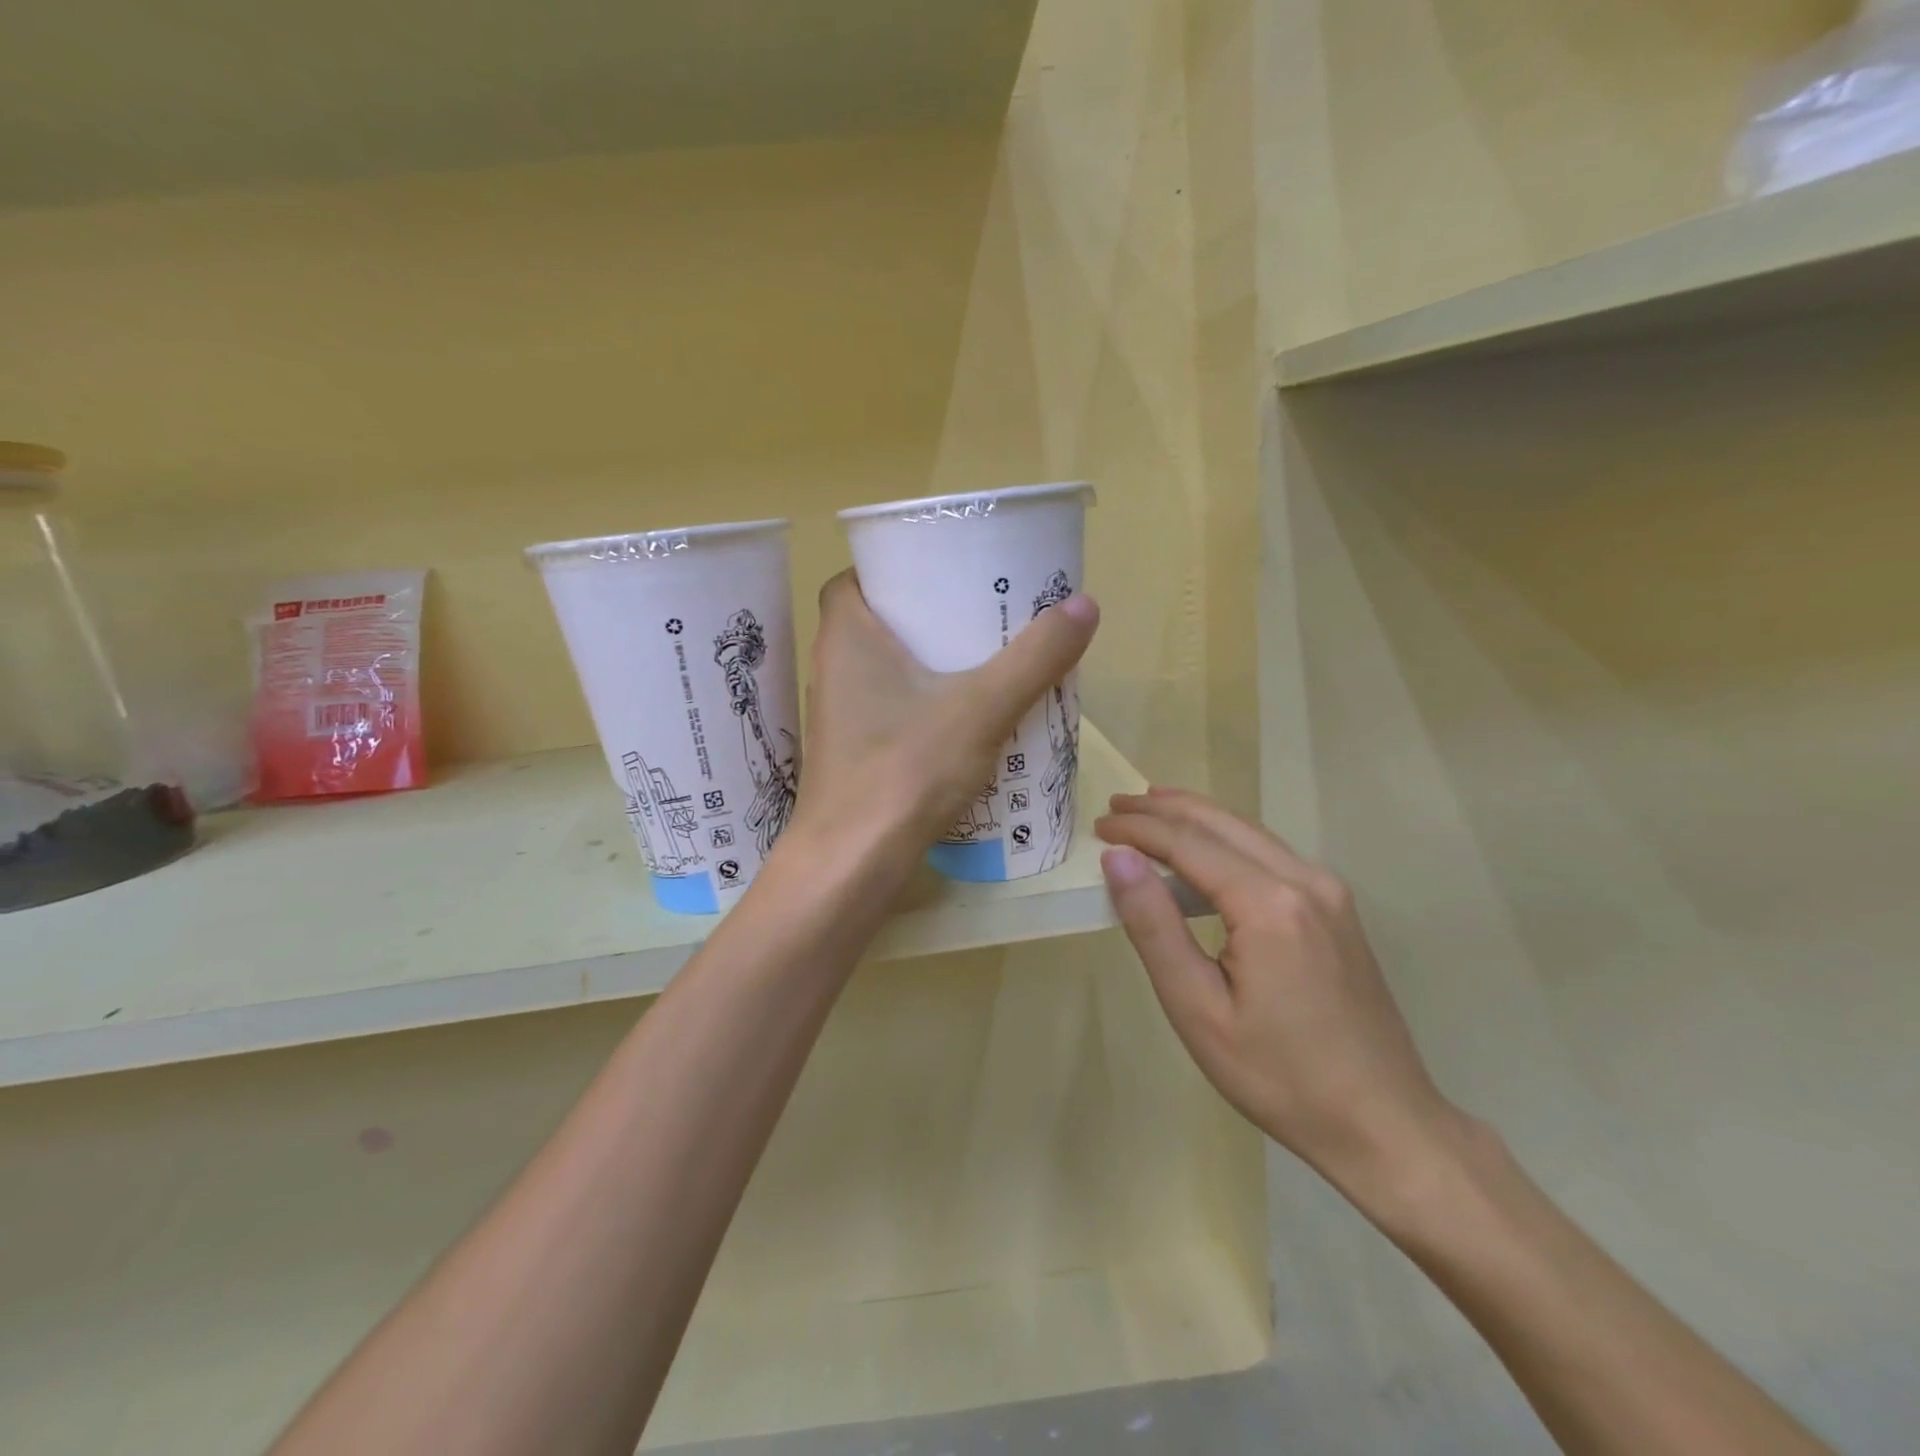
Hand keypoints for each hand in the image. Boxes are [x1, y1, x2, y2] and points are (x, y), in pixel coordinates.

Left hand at [792, 571, 1097, 861]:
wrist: (853, 864)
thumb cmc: (906, 769)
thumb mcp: (982, 707)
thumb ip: (1034, 658)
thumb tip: (1083, 605)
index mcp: (846, 636)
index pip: (856, 577)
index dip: (895, 568)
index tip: (943, 571)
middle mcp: (832, 668)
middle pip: (878, 622)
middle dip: (926, 615)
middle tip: (980, 613)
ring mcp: (838, 716)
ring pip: (884, 669)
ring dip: (927, 662)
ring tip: (983, 659)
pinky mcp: (852, 753)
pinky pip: (889, 709)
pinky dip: (922, 703)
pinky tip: (965, 719)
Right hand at [1096, 788, 1458, 1193]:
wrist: (1384, 1123)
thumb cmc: (1278, 1076)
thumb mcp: (1197, 1008)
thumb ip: (1154, 925)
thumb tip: (1118, 858)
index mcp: (1269, 904)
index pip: (1188, 843)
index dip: (1138, 828)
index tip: (1098, 824)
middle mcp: (1305, 880)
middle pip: (1222, 822)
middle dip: (1163, 808)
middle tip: (1116, 804)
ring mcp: (1329, 891)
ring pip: (1249, 832)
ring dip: (1196, 817)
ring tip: (1150, 810)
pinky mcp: (1337, 908)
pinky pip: (1271, 854)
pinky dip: (1226, 840)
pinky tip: (1204, 851)